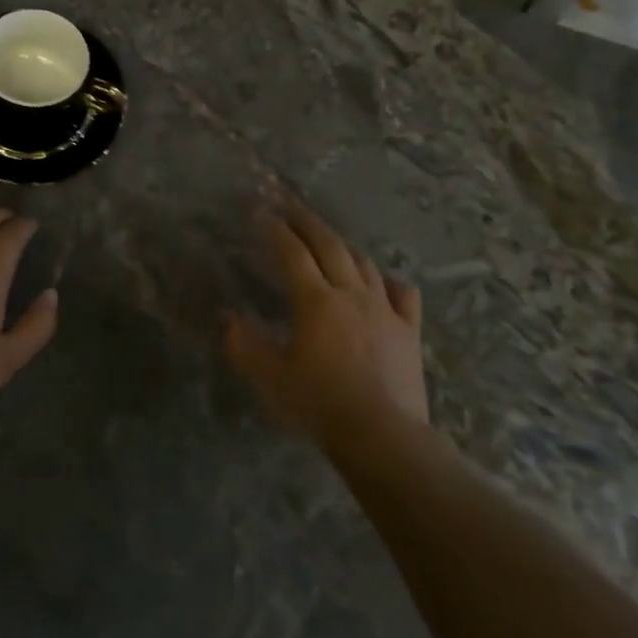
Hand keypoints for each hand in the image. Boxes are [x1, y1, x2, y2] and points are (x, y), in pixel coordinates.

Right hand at [224, 207, 429, 450]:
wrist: (382, 434)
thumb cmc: (319, 405)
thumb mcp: (270, 378)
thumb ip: (245, 345)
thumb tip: (229, 318)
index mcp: (315, 301)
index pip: (290, 252)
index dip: (273, 227)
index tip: (258, 208)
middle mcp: (351, 294)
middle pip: (329, 245)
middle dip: (306, 220)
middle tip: (289, 202)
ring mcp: (385, 309)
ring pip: (363, 263)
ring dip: (342, 244)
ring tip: (327, 237)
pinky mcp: (409, 330)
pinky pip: (402, 294)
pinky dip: (388, 281)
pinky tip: (382, 281)